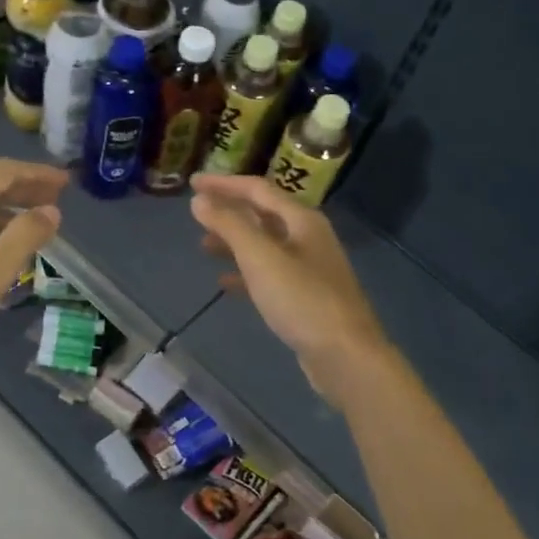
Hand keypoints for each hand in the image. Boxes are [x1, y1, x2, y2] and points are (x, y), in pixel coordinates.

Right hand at [189, 174, 391, 407]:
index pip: (258, 189)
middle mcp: (308, 238)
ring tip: (203, 246)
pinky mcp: (305, 296)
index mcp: (302, 220)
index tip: (193, 182)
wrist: (346, 355)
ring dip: (234, 241)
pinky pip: (269, 274)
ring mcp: (309, 268)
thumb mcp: (260, 258)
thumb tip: (199, 199)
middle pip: (263, 214)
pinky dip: (245, 272)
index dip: (224, 183)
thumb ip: (229, 225)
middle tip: (196, 213)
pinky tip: (225, 282)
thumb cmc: (302, 300)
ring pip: (264, 244)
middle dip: (229, 211)